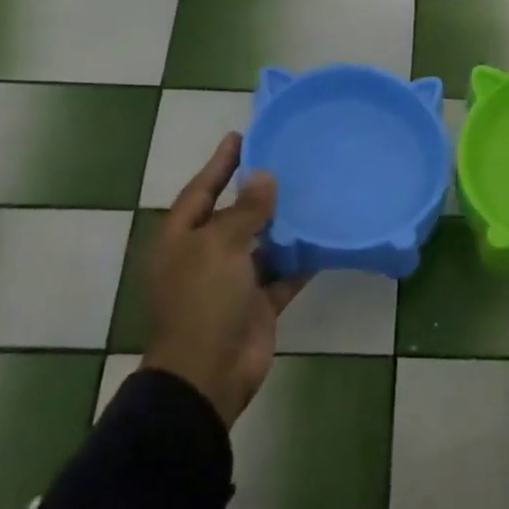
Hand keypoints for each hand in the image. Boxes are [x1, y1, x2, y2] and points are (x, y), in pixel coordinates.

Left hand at [140, 133, 307, 427]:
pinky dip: (301, 260)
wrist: (209, 373)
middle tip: (288, 160)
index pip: (202, 189)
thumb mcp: (220, 247)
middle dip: (258, 192)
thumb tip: (263, 176)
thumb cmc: (204, 301)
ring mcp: (233, 281)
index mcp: (182, 238)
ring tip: (314, 193)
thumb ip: (245, 210)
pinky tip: (326, 239)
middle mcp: (205, 255)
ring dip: (284, 225)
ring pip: (262, 243)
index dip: (221, 163)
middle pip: (233, 215)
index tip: (242, 136)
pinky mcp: (258, 302)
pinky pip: (283, 273)